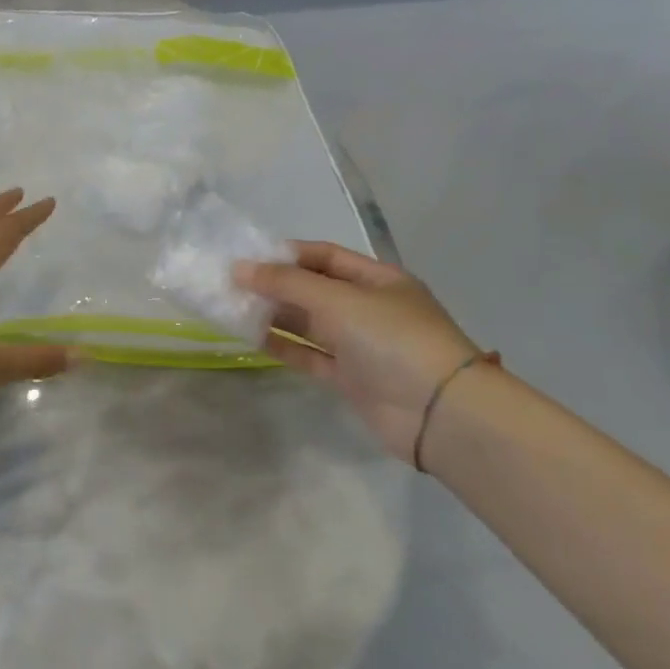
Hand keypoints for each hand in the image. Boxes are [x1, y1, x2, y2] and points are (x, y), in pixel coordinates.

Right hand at [234, 242, 481, 463]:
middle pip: (313, 289)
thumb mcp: (339, 301)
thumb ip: (287, 283)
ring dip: (273, 316)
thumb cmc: (394, 339)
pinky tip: (251, 338)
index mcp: (377, 279)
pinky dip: (283, 347)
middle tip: (230, 284)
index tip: (246, 256)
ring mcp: (360, 344)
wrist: (439, 414)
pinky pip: (309, 355)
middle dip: (274, 285)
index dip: (286, 254)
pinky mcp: (350, 378)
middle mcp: (368, 308)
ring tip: (232, 309)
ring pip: (308, 323)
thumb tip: (239, 269)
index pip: (324, 256)